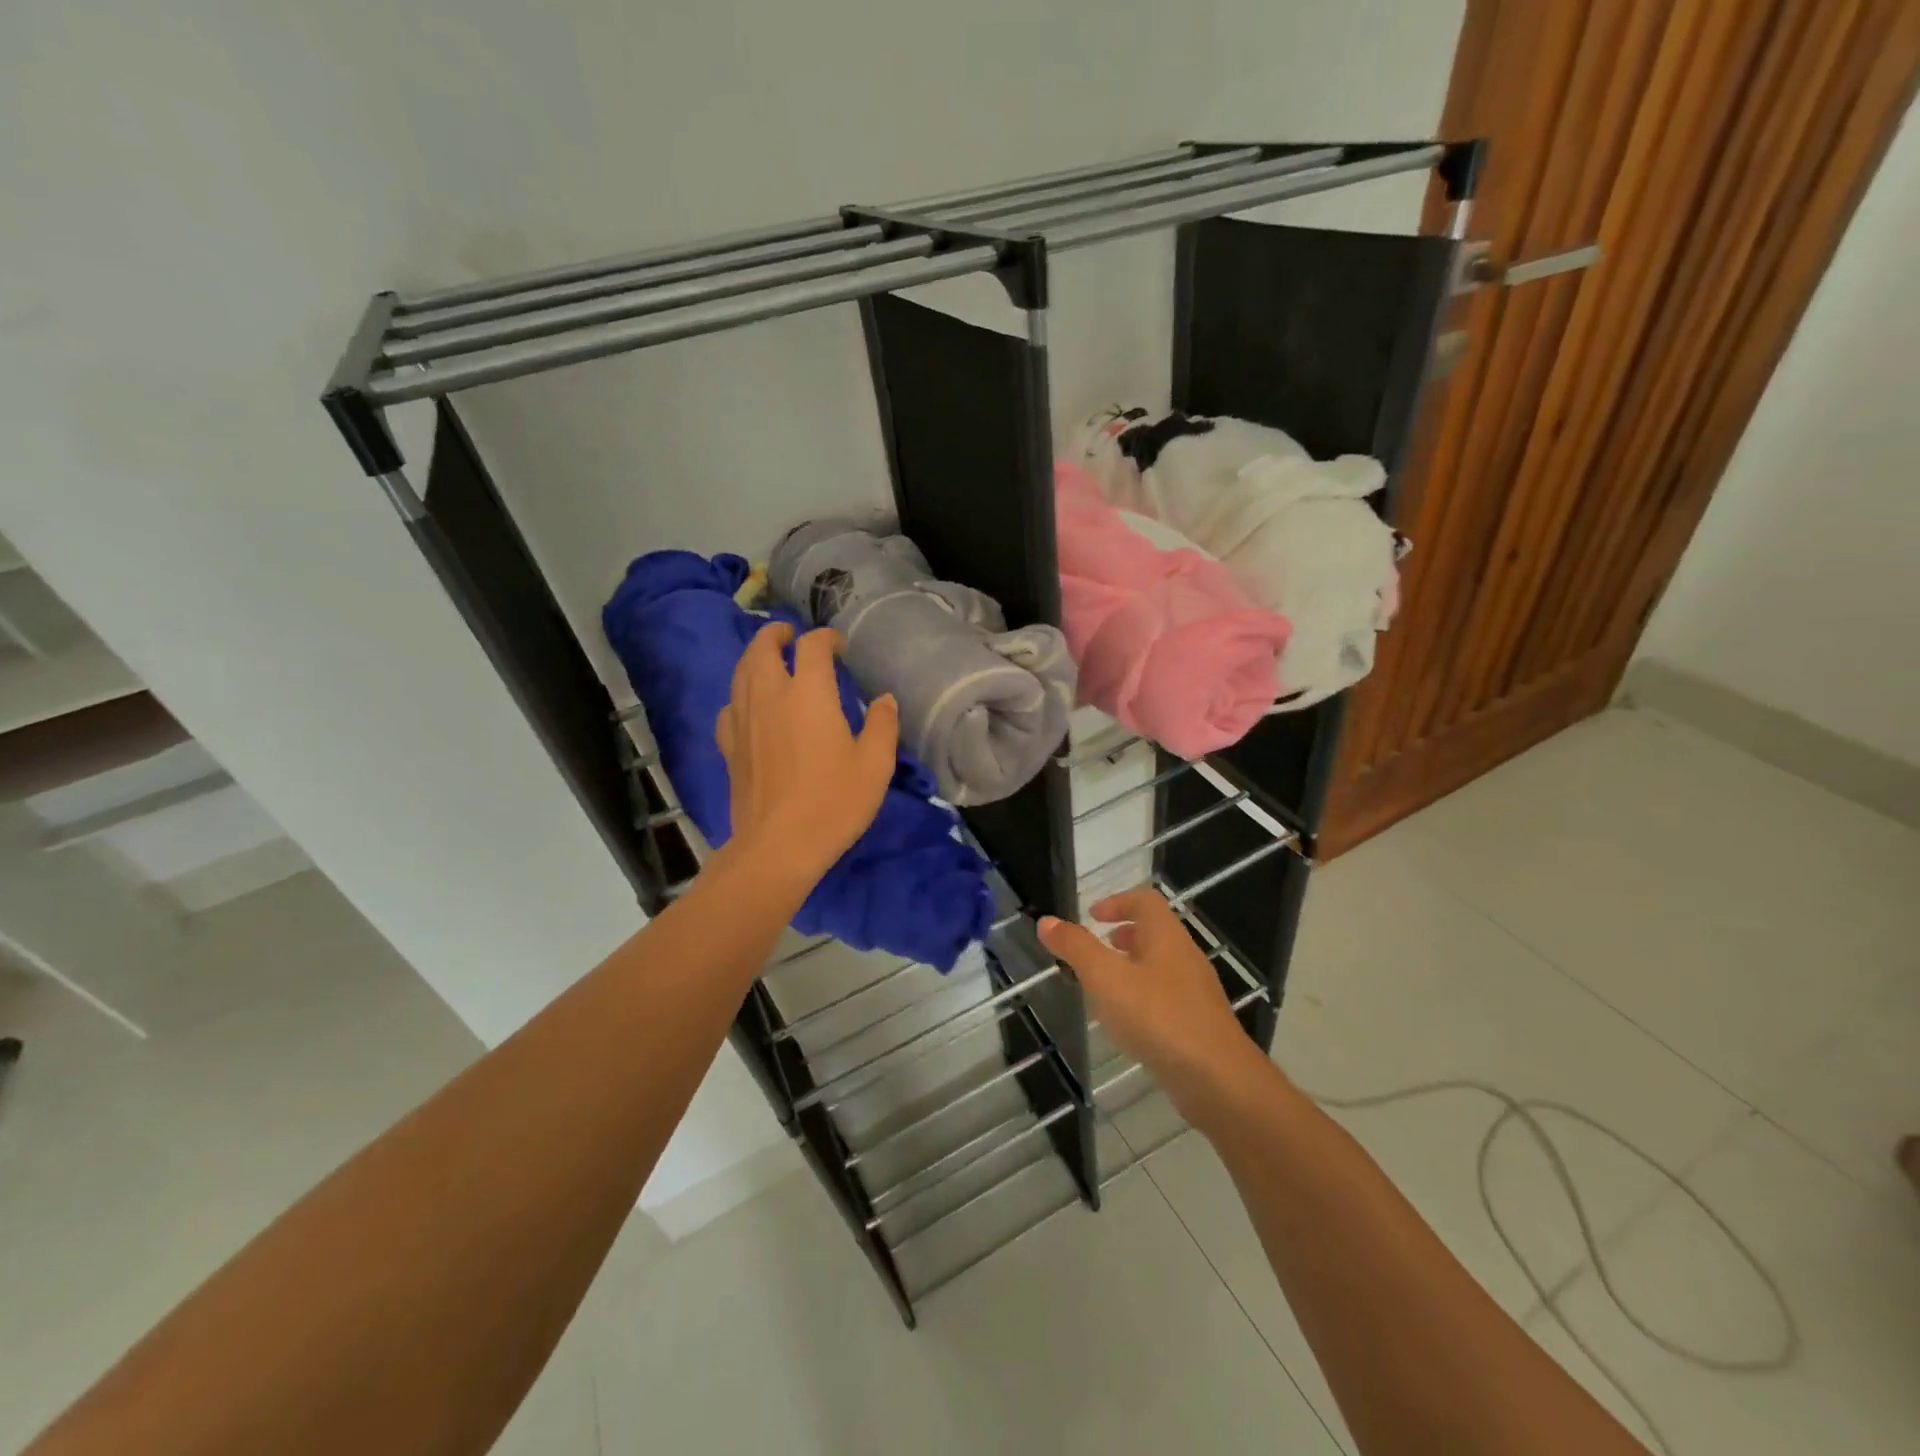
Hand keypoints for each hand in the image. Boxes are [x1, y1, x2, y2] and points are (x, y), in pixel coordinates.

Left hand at [715, 623, 898, 891]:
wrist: (778, 846)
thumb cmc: (834, 803)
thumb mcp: (875, 765)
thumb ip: (883, 725)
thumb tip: (884, 699)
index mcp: (809, 694)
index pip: (812, 647)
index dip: (826, 638)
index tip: (838, 647)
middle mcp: (770, 696)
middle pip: (763, 648)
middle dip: (777, 634)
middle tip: (790, 636)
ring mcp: (743, 720)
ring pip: (741, 673)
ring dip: (754, 658)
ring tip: (768, 660)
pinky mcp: (728, 747)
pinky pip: (729, 707)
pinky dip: (740, 696)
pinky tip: (749, 707)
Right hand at [1039, 887, 1272, 1120]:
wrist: (1218, 1080)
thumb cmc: (1158, 1017)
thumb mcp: (1106, 978)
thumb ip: (1076, 948)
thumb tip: (1047, 921)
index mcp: (1166, 936)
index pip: (1145, 901)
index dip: (1117, 902)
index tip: (1092, 916)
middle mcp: (1184, 957)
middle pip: (1155, 932)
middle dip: (1124, 935)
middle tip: (1097, 949)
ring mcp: (1196, 992)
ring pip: (1160, 966)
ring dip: (1132, 967)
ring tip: (1105, 986)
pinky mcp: (1199, 1024)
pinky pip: (1167, 997)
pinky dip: (1143, 997)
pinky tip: (1127, 1023)